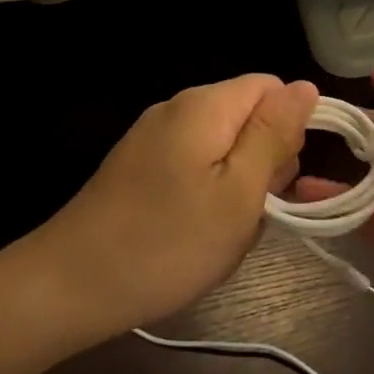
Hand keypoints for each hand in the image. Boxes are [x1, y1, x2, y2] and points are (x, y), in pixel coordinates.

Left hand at [28, 74, 317, 346]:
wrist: (68, 287)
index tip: (277, 180)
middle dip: (263, 162)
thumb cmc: (167, 244)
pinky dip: (206, 196)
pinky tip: (194, 234)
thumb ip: (274, 134)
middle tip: (248, 213)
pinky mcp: (137, 167)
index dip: (288, 130)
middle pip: (246, 116)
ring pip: (222, 147)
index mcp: (205, 106)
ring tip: (221, 232)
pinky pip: (193, 167)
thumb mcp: (239, 192)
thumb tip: (304, 86)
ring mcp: (152, 138)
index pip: (271, 88)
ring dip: (236, 186)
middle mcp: (176, 109)